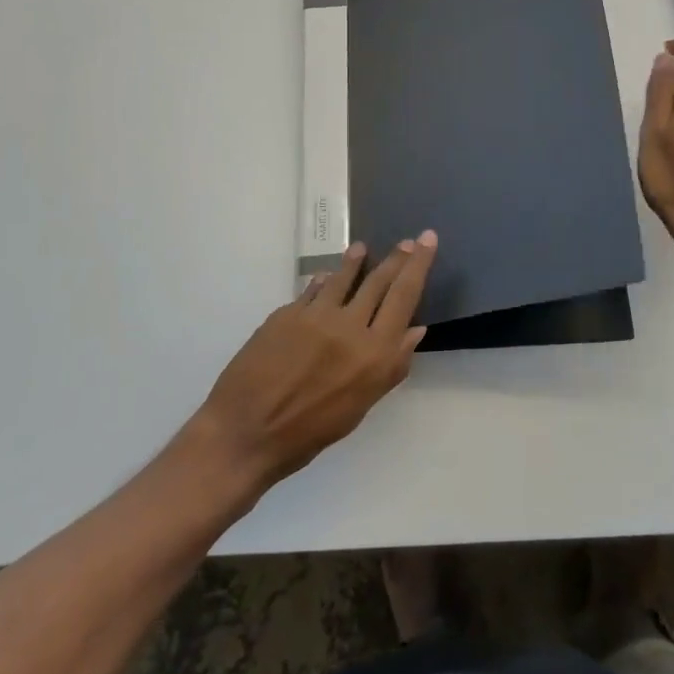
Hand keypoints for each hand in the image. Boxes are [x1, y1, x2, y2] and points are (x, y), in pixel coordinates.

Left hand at [190, 233, 438, 493]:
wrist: (246, 434)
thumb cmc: (309, 433)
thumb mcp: (360, 406)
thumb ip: (391, 366)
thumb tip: (415, 329)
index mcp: (375, 354)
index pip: (404, 296)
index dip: (419, 264)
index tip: (428, 239)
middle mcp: (350, 326)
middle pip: (379, 281)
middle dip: (396, 258)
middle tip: (406, 241)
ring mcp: (316, 316)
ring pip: (343, 278)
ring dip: (356, 261)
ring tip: (362, 248)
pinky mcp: (286, 313)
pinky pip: (312, 290)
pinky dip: (323, 282)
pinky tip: (325, 278)